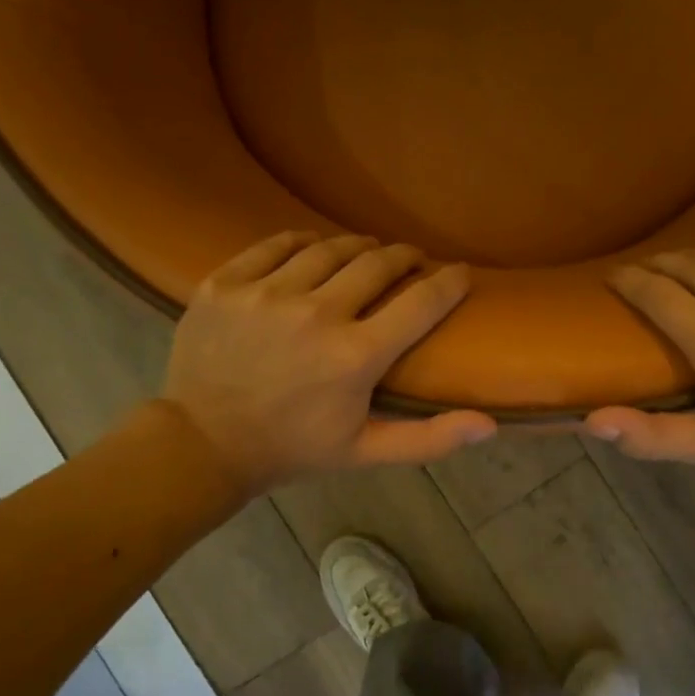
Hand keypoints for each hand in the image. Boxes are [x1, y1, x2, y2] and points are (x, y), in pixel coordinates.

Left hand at [163, 231, 495, 494]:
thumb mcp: (365, 453)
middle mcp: (315, 314)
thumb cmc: (293, 449)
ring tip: (365, 252)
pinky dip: (301, 242)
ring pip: (328, 248)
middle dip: (404, 257)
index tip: (460, 272)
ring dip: (356, 247)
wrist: (202, 443)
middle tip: (410, 260)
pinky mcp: (225, 283)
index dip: (449, 281)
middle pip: (377, 263)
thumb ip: (429, 439)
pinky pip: (275, 244)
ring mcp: (266, 294)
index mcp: (356, 356)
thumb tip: (491, 424)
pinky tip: (311, 249)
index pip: (422, 302)